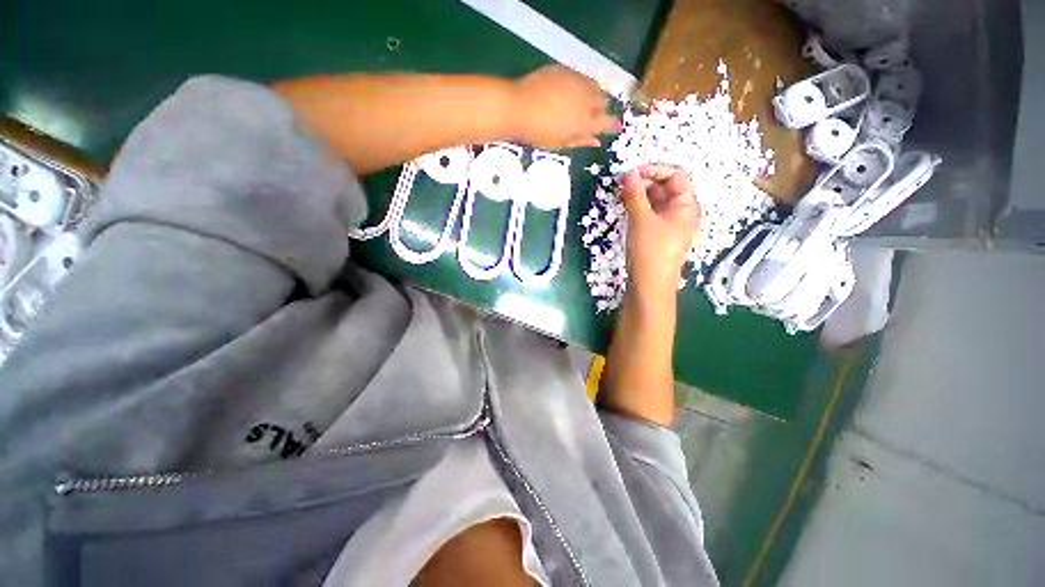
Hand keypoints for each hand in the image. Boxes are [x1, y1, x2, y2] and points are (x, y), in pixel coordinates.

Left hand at [512, 65, 620, 148]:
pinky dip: (581, 84)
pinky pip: (581, 76)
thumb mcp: (560, 143)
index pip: (607, 122)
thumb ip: (581, 141)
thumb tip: (597, 142)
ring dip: (593, 94)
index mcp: (584, 122)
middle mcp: (586, 100)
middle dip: (601, 109)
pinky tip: (572, 90)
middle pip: (603, 102)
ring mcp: (577, 82)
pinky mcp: (566, 70)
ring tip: (583, 101)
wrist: (518, 107)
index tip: (615, 127)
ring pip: (595, 86)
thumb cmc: (538, 133)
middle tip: (592, 116)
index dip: (613, 125)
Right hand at [620, 165, 701, 296]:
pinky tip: (625, 206)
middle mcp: (680, 213)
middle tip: (622, 183)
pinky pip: (650, 214)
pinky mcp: (657, 235)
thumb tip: (629, 173)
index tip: (632, 172)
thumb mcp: (641, 220)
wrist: (650, 286)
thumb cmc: (650, 251)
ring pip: (656, 201)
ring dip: (640, 194)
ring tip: (621, 194)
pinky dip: (639, 207)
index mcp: (686, 206)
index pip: (676, 176)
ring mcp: (669, 224)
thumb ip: (635, 194)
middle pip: (666, 188)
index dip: (655, 170)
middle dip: (645, 182)